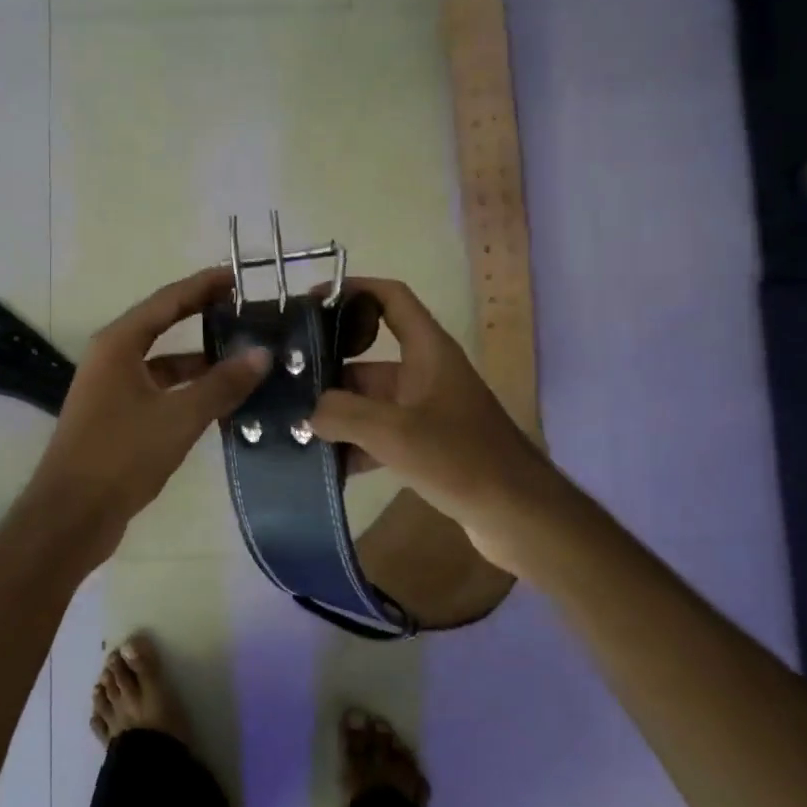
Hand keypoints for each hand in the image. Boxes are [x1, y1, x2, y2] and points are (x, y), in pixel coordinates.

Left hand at [24, 268, 269, 563]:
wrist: (71, 516)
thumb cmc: (121, 455)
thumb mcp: (178, 417)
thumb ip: (222, 384)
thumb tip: (262, 354)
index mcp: (118, 344)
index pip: (167, 301)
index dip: (202, 286)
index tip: (236, 276)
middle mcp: (111, 358)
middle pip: (162, 326)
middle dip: (202, 317)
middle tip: (244, 310)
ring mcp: (111, 389)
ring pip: (162, 363)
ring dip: (198, 360)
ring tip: (242, 357)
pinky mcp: (115, 418)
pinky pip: (158, 390)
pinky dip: (186, 390)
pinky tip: (218, 401)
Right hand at [309, 277, 559, 567]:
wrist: (521, 516)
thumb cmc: (461, 459)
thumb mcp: (395, 432)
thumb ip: (343, 415)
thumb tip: (307, 414)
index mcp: (427, 351)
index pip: (390, 299)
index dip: (354, 290)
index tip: (312, 301)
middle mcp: (426, 373)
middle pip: (367, 359)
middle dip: (327, 372)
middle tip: (285, 384)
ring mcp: (426, 411)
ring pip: (369, 402)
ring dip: (337, 415)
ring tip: (293, 430)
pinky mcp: (426, 445)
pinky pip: (380, 435)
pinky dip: (355, 446)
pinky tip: (325, 467)